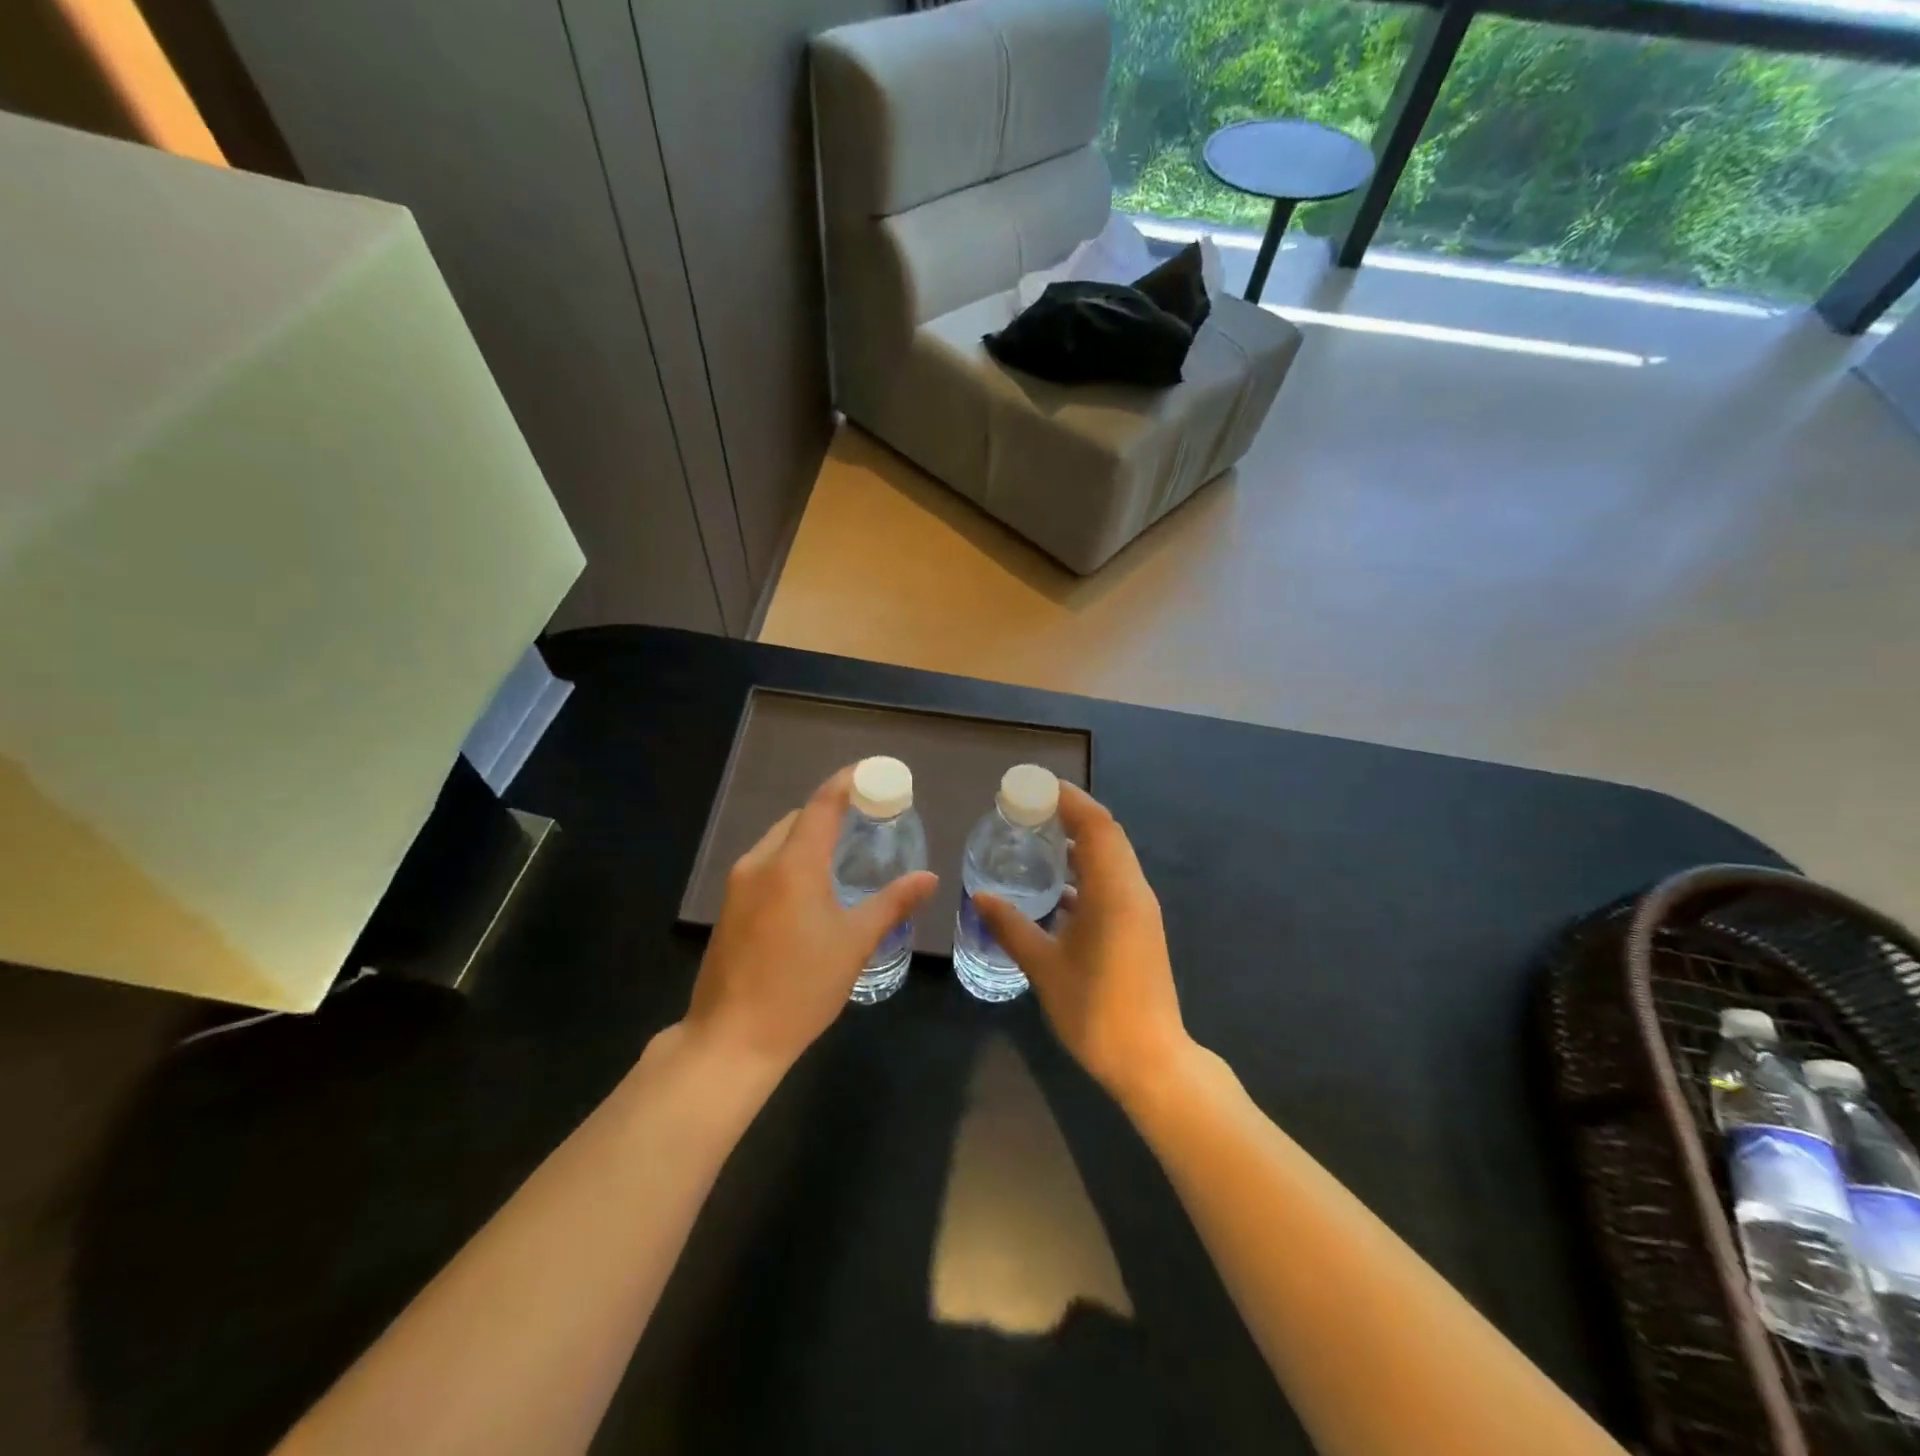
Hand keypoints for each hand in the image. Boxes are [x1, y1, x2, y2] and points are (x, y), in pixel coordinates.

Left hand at [683, 766, 937, 1074]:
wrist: (730, 1040)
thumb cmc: (800, 987)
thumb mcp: (855, 943)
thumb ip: (892, 903)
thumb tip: (928, 877)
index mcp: (792, 864)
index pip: (823, 803)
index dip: (848, 781)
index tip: (874, 773)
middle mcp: (760, 863)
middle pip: (798, 819)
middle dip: (831, 811)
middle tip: (869, 820)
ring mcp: (738, 886)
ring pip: (779, 842)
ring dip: (810, 837)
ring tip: (845, 853)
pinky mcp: (729, 908)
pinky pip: (766, 865)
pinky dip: (792, 860)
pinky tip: (813, 887)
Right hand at [974, 783, 1193, 1101]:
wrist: (1151, 1060)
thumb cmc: (1095, 1011)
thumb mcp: (1044, 967)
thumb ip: (1011, 926)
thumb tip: (980, 895)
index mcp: (1115, 892)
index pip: (1096, 825)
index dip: (1069, 799)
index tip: (1034, 787)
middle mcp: (1134, 890)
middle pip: (1107, 834)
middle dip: (1071, 813)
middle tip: (1029, 807)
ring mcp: (1141, 909)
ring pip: (1113, 857)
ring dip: (1081, 840)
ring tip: (1039, 836)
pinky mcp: (1140, 926)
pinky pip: (1114, 879)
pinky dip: (1088, 869)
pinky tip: (1058, 884)